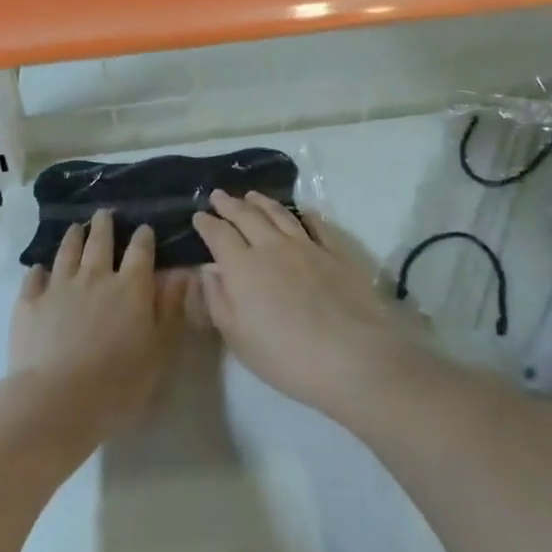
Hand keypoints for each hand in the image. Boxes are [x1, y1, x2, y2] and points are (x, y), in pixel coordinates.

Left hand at [8, 210, 189, 447]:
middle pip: (100, 242)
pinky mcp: (30, 302)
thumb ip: (171, 309)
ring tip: (75, 228)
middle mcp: (95, 276)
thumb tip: (183, 275)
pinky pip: (34, 278)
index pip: (140, 251)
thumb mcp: (159, 349)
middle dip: (104, 226)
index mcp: (131, 286)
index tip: (144, 229)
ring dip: (73, 238)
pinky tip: (39, 269)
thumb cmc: (119, 380)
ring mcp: (59, 286)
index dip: (143, 237)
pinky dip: (38, 271)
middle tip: (104, 214)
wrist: (57, 398)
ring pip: (67, 252)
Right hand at [193, 190, 416, 418]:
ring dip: (262, 202)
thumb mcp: (239, 339)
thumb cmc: (286, 357)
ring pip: (279, 214)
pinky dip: (304, 214)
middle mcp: (272, 247)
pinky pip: (316, 224)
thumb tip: (209, 270)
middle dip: (229, 204)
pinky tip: (301, 211)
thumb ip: (219, 301)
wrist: (352, 355)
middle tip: (218, 195)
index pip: (219, 235)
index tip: (199, 215)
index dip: (207, 224)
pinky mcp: (335, 253)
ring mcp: (306, 246)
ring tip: (251, 195)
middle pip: (246, 216)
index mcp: (242, 267)